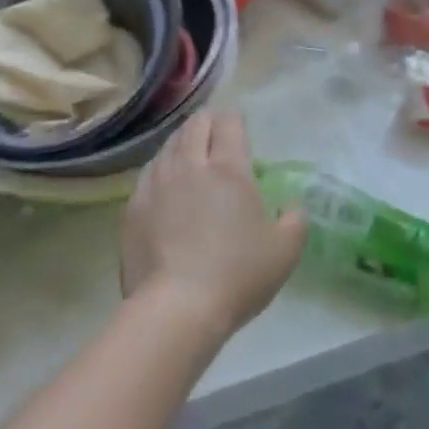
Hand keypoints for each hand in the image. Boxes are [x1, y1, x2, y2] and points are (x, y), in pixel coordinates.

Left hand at [121, 111, 307, 341]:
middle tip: (216, 133)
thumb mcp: (285, 251)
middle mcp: (190, 165)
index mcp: (229, 169)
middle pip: (195, 125)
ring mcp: (157, 183)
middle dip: (207, 122)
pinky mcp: (133, 206)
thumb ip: (295, 219)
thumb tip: (292, 206)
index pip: (229, 123)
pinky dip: (161, 168)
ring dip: (182, 141)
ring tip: (190, 152)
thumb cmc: (236, 275)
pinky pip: (149, 172)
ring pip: (169, 144)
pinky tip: (164, 181)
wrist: (175, 308)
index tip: (239, 128)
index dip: (234, 119)